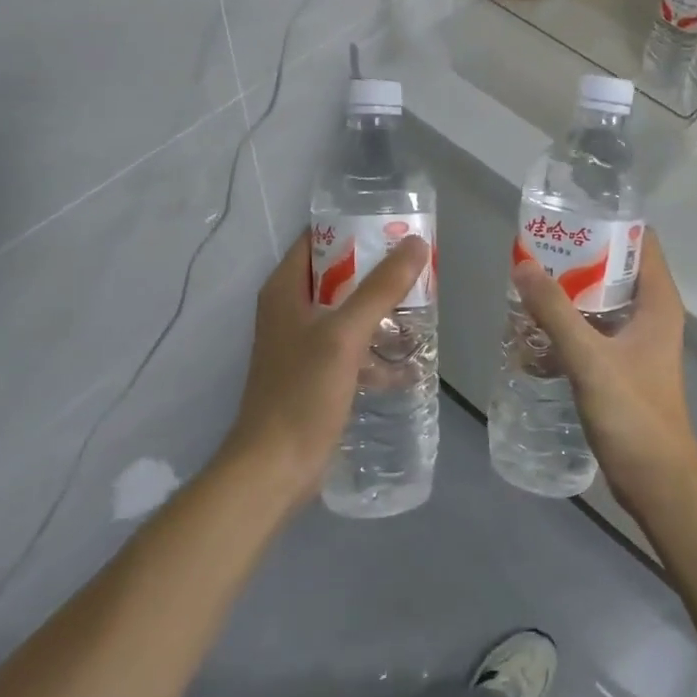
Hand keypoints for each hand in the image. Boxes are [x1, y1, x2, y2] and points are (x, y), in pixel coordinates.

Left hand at [221, 228, 430, 509]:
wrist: (274, 468)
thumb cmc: (302, 393)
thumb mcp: (344, 335)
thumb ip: (380, 288)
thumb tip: (414, 243)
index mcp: (285, 290)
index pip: (317, 240)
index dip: (353, 229)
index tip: (394, 228)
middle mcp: (290, 311)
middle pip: (337, 276)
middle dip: (377, 272)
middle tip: (419, 267)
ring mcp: (302, 345)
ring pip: (347, 314)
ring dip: (380, 312)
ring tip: (422, 308)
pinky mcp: (316, 376)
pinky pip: (351, 350)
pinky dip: (375, 352)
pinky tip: (408, 365)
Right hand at [511, 229, 696, 517]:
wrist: (656, 481)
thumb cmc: (633, 413)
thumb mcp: (589, 358)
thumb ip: (555, 311)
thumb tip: (523, 264)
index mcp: (658, 302)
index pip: (641, 241)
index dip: (609, 222)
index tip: (569, 213)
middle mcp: (653, 315)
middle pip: (616, 268)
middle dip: (579, 256)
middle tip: (537, 248)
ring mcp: (639, 342)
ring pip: (602, 301)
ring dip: (570, 292)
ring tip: (529, 282)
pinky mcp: (624, 366)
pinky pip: (594, 331)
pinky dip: (569, 325)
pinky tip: (535, 330)